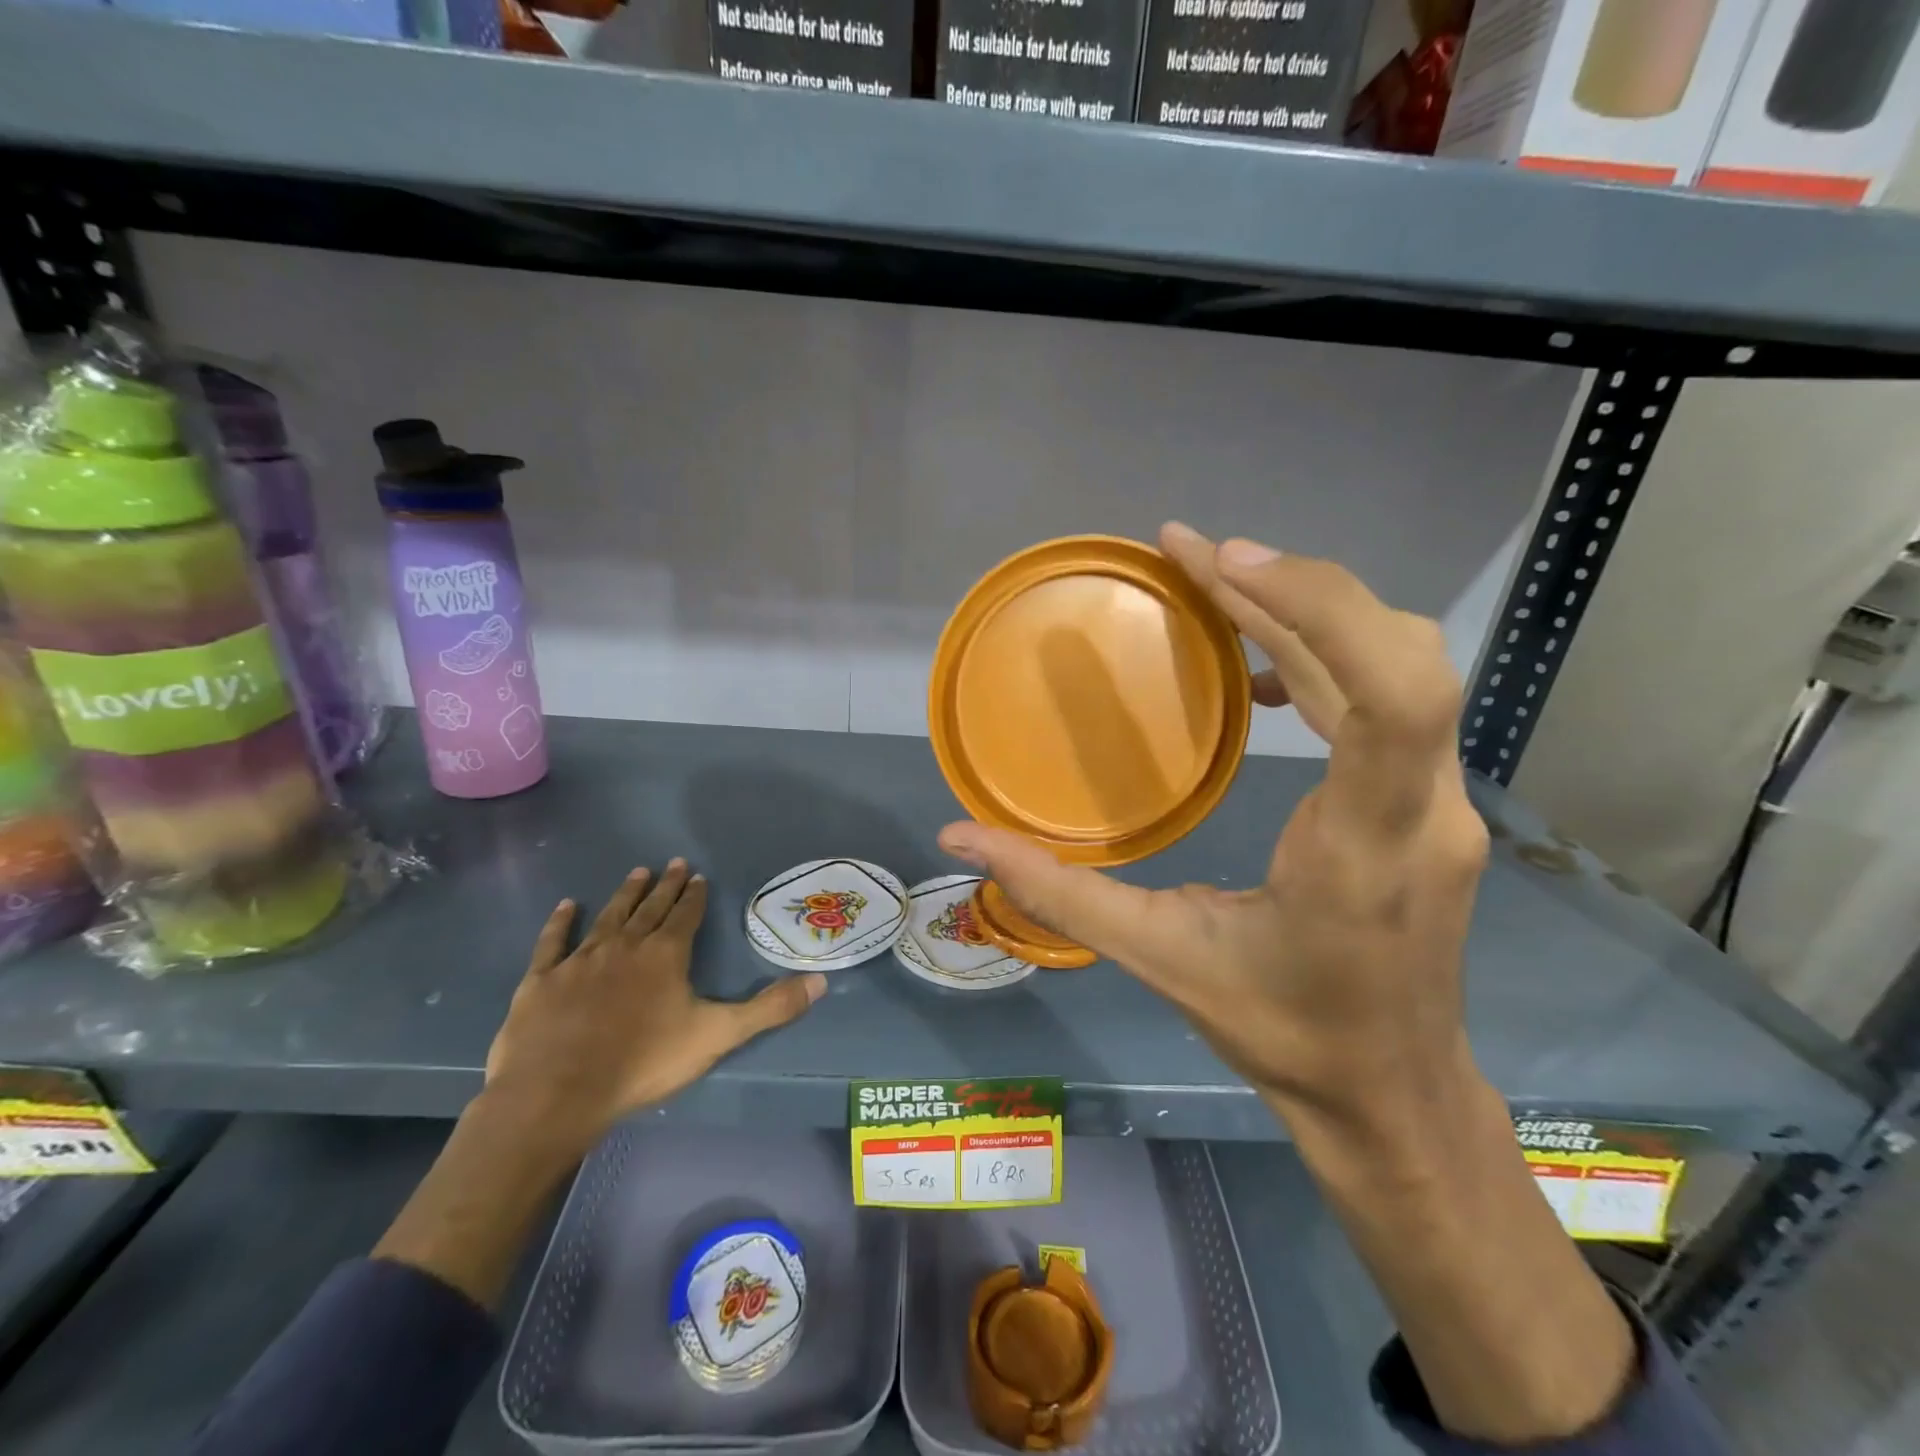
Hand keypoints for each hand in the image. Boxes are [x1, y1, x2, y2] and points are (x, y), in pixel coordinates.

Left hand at [483, 859, 825, 1157]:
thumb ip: (769, 1008)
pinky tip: (567, 906)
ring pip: (608, 917)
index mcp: (665, 955)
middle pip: (649, 908)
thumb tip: (821, 982)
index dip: (694, 896)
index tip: (698, 876)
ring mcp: (580, 960)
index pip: (685, 915)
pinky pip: (553, 942)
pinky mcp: (542, 980)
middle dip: (665, 886)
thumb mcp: (717, 1035)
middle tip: (673, 863)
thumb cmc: (643, 1063)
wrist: (556, 1095)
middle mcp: (625, 946)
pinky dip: (561, 922)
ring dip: (625, 894)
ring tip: (637, 872)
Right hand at [939, 523, 1487, 1135]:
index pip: (1391, 696)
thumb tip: (960, 838)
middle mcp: (1423, 811)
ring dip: (1311, 611)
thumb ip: (1058, 892)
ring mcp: (1441, 804)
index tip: (1222, 566)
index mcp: (1362, 849)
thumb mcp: (1159, 957)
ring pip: (1402, 666)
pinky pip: (1392, 699)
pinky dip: (1328, 656)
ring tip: (1218, 584)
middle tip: (1193, 554)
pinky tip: (1262, 674)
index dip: (1316, 608)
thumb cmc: (1281, 1030)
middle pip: (1398, 654)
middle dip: (1293, 587)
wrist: (1390, 1094)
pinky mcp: (1429, 804)